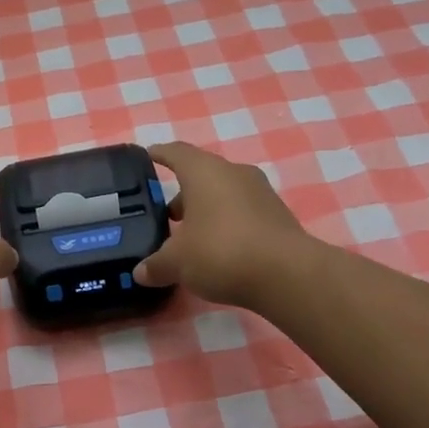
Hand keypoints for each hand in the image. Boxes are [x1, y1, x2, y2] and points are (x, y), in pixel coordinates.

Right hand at [135, 141, 314, 310]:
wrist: (288, 275)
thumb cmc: (221, 252)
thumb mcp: (177, 263)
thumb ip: (156, 265)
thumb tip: (140, 272)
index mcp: (204, 171)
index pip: (176, 152)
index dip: (160, 154)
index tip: (148, 156)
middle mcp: (234, 173)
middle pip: (202, 174)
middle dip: (183, 193)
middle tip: (166, 215)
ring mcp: (261, 193)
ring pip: (225, 194)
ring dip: (207, 210)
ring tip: (190, 237)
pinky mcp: (278, 216)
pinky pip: (244, 212)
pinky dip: (228, 224)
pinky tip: (219, 249)